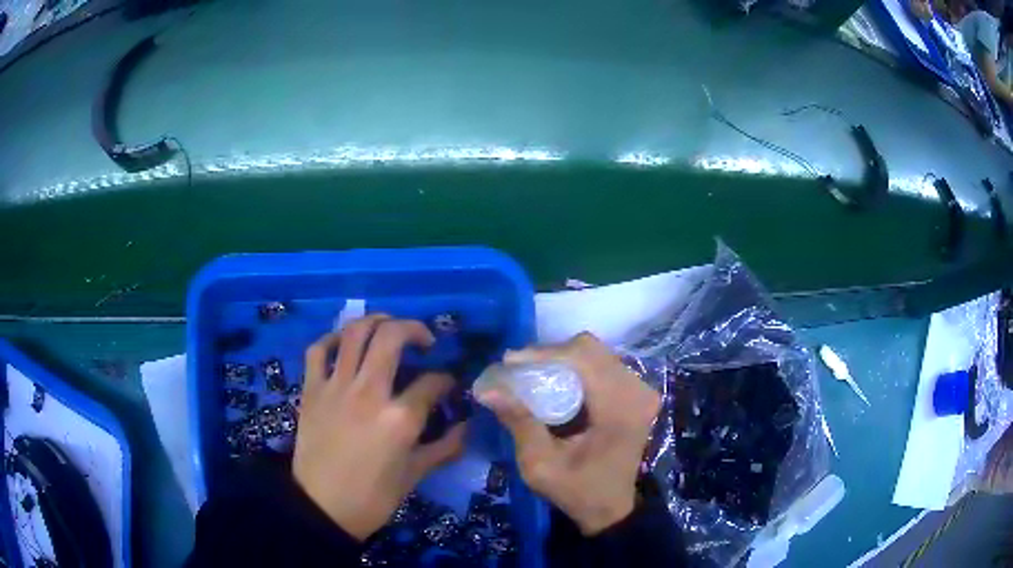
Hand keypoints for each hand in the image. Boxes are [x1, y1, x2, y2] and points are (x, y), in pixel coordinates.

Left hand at [292, 315, 465, 540]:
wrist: (322, 508)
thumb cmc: (373, 497)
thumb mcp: (415, 475)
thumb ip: (445, 447)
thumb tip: (466, 426)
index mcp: (400, 418)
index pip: (433, 382)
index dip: (447, 380)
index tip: (448, 385)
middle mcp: (369, 392)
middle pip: (392, 336)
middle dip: (415, 329)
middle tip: (424, 341)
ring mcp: (336, 387)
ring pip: (355, 333)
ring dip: (377, 321)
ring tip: (389, 328)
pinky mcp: (311, 389)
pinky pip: (319, 350)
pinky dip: (333, 339)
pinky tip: (346, 343)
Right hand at [477, 333, 660, 535]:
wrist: (612, 509)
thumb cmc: (578, 491)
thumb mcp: (540, 464)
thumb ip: (519, 422)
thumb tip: (487, 388)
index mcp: (621, 406)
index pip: (584, 357)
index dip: (544, 353)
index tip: (509, 362)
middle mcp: (637, 390)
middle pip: (590, 349)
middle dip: (550, 354)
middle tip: (518, 369)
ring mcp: (640, 389)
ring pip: (596, 353)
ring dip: (561, 359)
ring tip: (531, 374)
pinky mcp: (636, 393)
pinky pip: (602, 365)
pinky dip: (574, 368)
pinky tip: (554, 382)